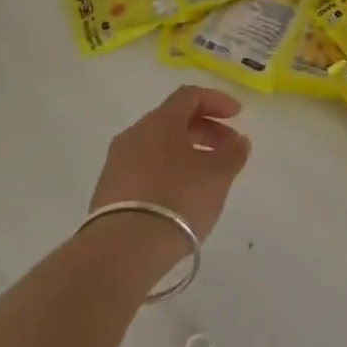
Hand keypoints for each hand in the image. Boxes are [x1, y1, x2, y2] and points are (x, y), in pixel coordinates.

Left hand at [90, 86, 251, 258]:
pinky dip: (167, 172)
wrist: (121, 250)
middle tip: (228, 149)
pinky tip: (180, 196)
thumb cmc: (176, 200)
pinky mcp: (108, 192)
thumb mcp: (217, 176)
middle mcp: (135, 134)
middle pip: (174, 120)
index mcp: (160, 121)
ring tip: (207, 177)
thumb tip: (238, 141)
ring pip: (158, 146)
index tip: (237, 115)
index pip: (190, 95)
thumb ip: (232, 153)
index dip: (217, 101)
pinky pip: (144, 169)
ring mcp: (117, 163)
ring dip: (186, 152)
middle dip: (205, 129)